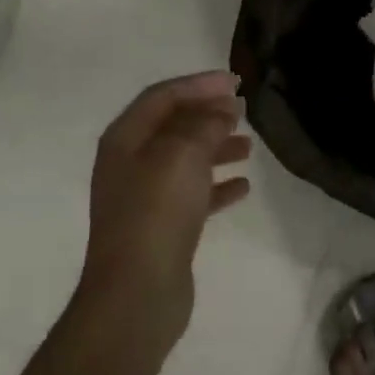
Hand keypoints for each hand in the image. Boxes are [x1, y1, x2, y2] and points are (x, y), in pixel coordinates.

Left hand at [80, 71, 251, 352]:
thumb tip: (223, 106)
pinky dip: (217, 186)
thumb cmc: (156, 212)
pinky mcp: (163, 227)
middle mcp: (130, 163)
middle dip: (208, 114)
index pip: (163, 96)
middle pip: (173, 126)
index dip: (199, 84)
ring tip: (249, 146)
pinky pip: (193, 195)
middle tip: (244, 109)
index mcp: (125, 139)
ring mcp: (145, 197)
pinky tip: (243, 187)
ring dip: (216, 148)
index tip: (236, 82)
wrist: (137, 293)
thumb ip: (204, 123)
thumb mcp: (182, 154)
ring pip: (185, 160)